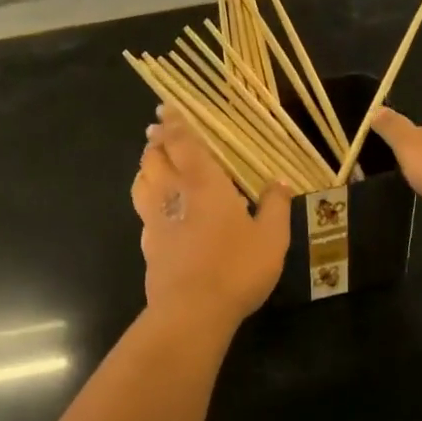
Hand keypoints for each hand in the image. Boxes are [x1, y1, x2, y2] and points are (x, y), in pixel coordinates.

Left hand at [130, 110, 291, 327]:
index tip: (166, 109)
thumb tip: (280, 183)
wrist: (191, 311)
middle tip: (159, 132)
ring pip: (141, 181)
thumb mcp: (271, 238)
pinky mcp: (148, 245)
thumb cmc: (236, 268)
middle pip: (154, 157)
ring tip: (155, 164)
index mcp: (203, 183)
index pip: (182, 142)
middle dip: (156, 141)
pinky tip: (159, 209)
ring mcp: (154, 220)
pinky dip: (147, 198)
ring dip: (146, 167)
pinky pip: (142, 211)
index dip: (174, 123)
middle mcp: (173, 194)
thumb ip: (276, 207)